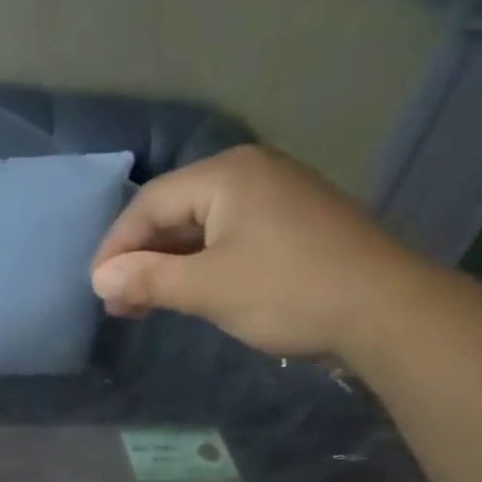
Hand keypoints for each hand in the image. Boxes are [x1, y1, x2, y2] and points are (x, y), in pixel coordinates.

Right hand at [90, 144, 434, 359]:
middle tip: (120, 304)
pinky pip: (232, 238)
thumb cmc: (287, 291)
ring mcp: (278, 196)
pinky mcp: (295, 224)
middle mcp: (250, 172)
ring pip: (204, 227)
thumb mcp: (209, 288)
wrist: (383, 309)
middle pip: (176, 211)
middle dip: (142, 258)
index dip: (117, 247)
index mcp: (226, 174)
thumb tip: (100, 277)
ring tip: (146, 304)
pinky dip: (203, 265)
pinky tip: (190, 292)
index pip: (150, 203)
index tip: (97, 289)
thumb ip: (150, 278)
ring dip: (171, 265)